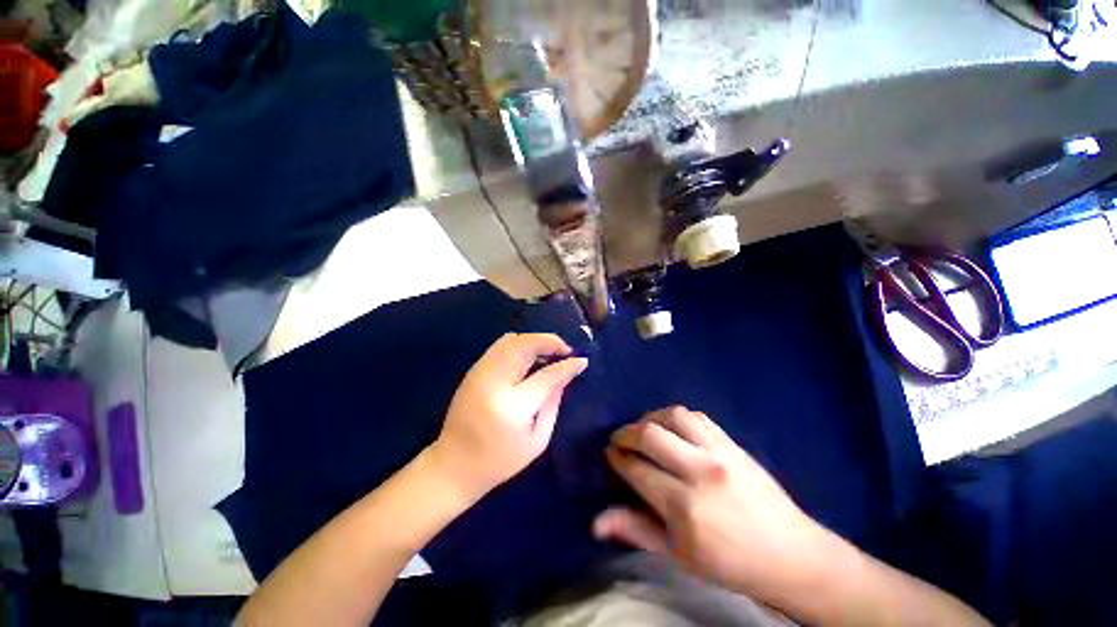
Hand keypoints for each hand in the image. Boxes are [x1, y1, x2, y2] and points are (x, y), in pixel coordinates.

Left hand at [430, 333, 587, 501]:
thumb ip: (553, 402)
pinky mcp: (473, 371)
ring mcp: (479, 373)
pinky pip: (500, 345)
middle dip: (550, 341)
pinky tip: (530, 357)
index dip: (567, 365)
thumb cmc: (501, 460)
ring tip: (549, 353)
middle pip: (525, 345)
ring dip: (535, 341)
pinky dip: (520, 344)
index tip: (582, 360)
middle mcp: (493, 382)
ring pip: (511, 340)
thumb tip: (566, 373)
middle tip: (565, 351)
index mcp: (512, 406)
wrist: (453, 465)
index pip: (546, 375)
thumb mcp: (537, 439)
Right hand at [593, 407, 833, 600]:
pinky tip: (672, 427)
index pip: (637, 469)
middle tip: (620, 440)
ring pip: (673, 416)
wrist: (791, 555)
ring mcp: (719, 453)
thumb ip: (636, 530)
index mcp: (684, 506)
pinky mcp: (733, 444)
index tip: (610, 454)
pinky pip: (697, 417)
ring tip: (643, 429)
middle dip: (626, 433)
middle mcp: (700, 471)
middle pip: (650, 434)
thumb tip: (596, 523)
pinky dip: (676, 417)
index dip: (617, 458)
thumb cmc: (730, 563)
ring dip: (650, 418)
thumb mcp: (678, 555)